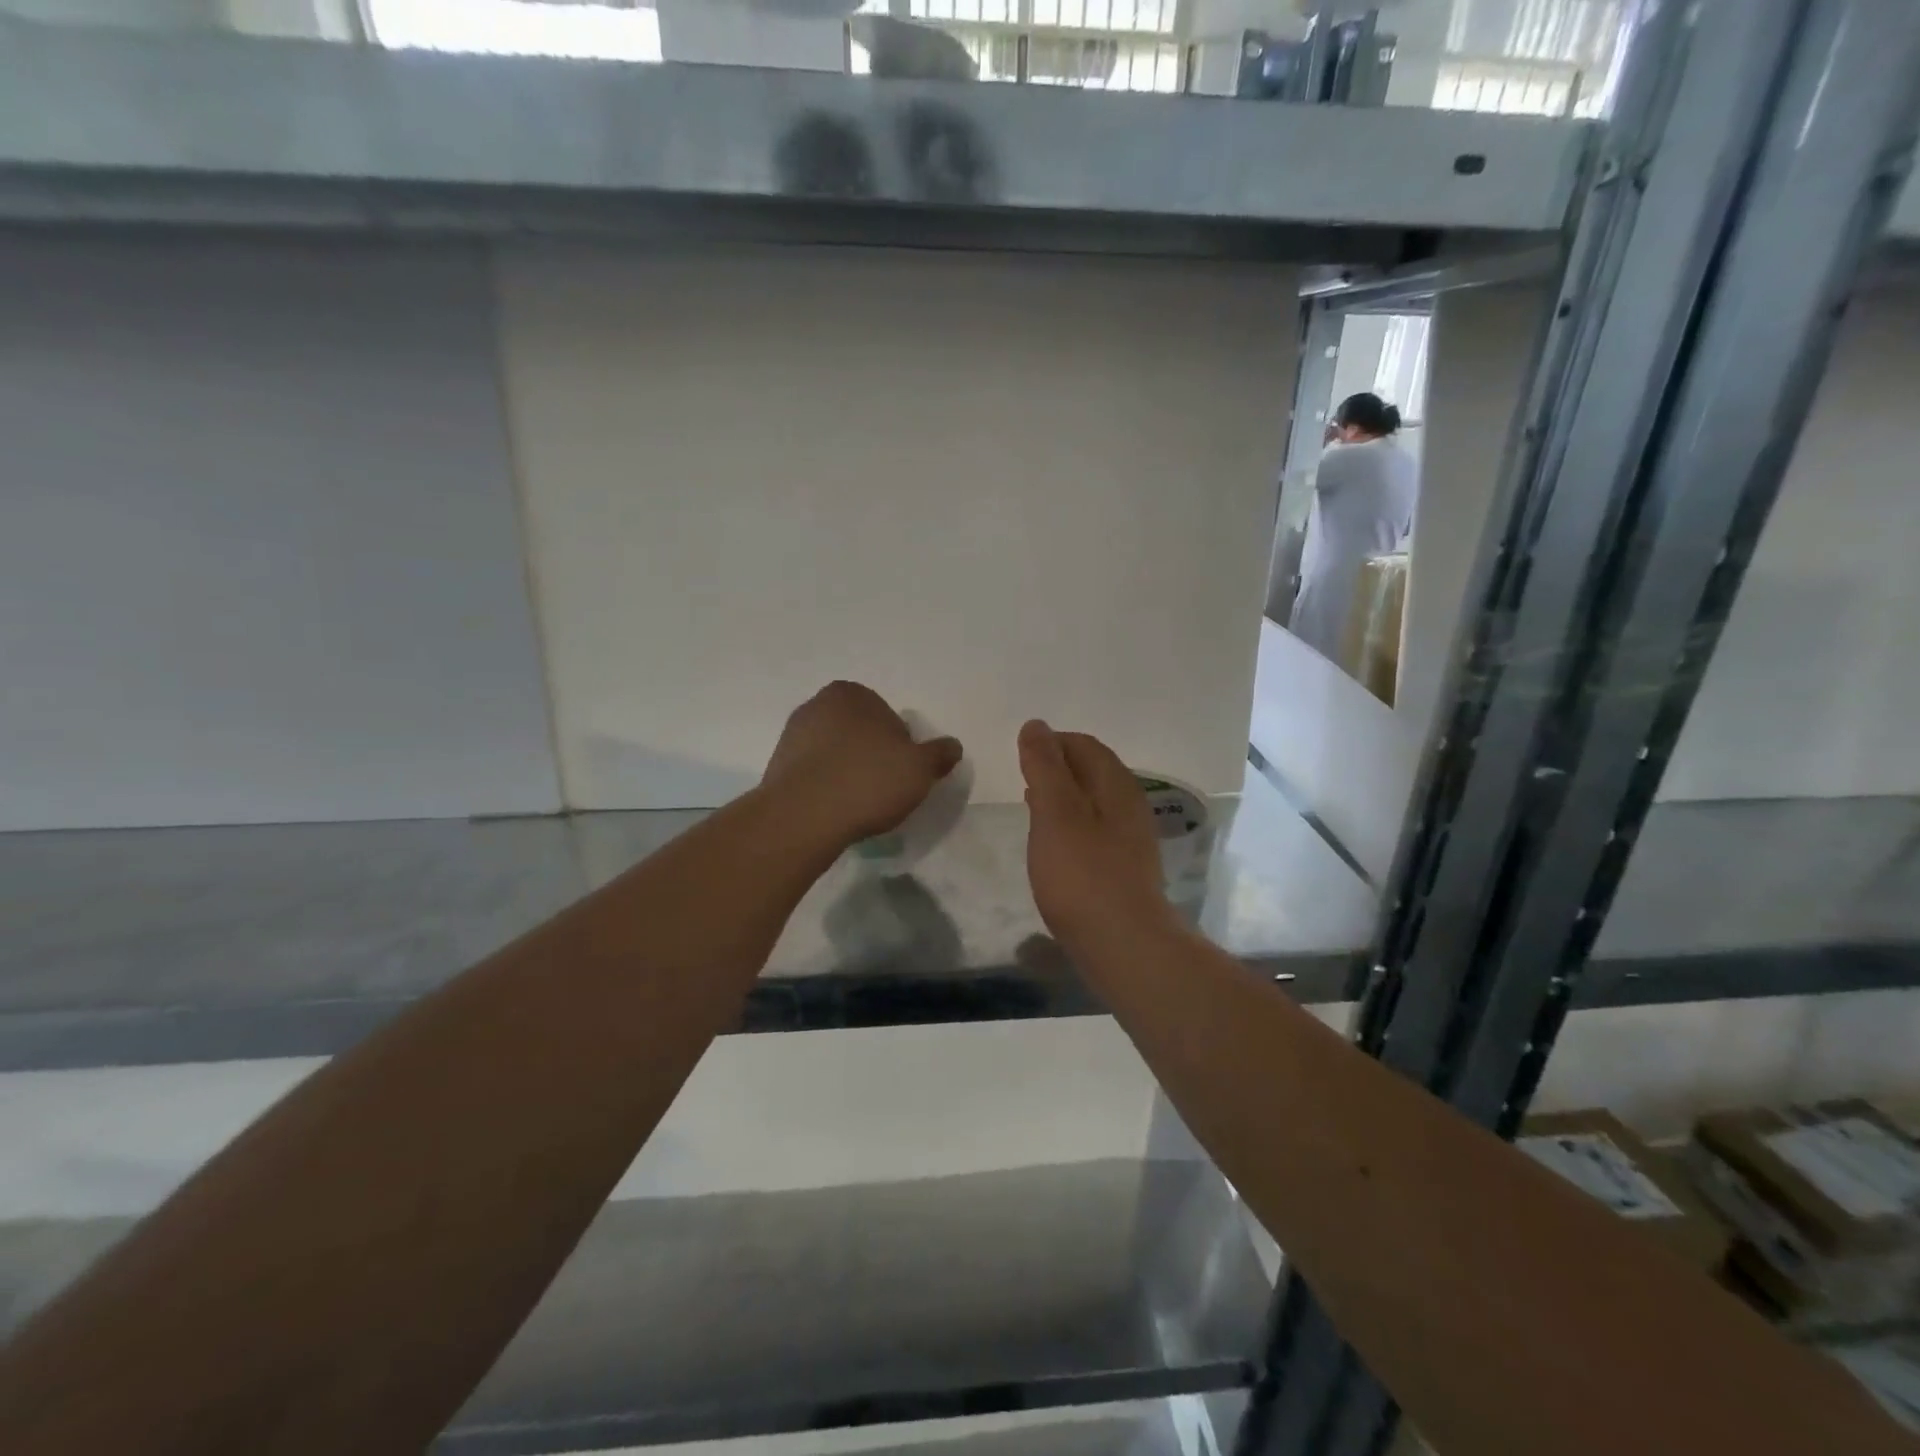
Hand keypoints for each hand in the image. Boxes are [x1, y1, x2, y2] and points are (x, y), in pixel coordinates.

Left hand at [763, 682, 962, 848]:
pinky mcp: (777, 766)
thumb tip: (953, 746)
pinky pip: (814, 773)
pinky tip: (836, 808)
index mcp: (851, 694)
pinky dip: (827, 786)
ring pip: (835, 752)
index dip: (901, 747)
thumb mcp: (920, 769)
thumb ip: (939, 754)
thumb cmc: (868, 781)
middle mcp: (817, 705)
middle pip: (860, 733)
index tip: (902, 773)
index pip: (889, 718)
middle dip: (872, 755)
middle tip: (884, 788)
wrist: (803, 817)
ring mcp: (792, 735)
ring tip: (859, 803)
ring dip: (848, 771)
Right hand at [1018, 720, 1175, 951]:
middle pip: (1092, 771)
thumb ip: (1045, 767)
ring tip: (1031, 807)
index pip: (1084, 745)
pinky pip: (1095, 830)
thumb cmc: (1082, 873)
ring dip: (1063, 797)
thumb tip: (1036, 725)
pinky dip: (1070, 825)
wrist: (1123, 943)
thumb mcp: (1055, 812)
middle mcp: (1130, 805)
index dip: (1051, 743)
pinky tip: (1053, 845)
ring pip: (1093, 802)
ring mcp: (1131, 838)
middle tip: (1023, 779)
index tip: (1020, 756)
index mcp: (1115, 784)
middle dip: (1057, 768)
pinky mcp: (1124, 868)